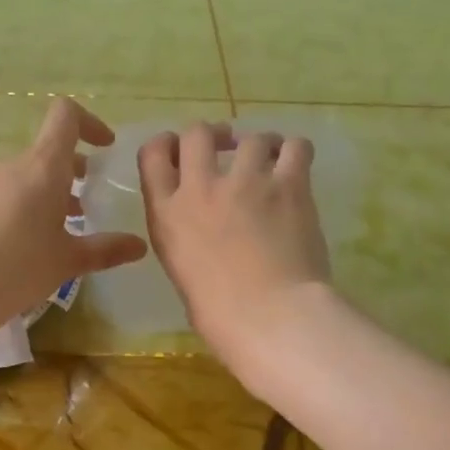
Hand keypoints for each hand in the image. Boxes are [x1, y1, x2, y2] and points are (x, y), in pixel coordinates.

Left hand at [0, 98, 147, 327]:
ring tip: (65, 230)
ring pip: (28, 175)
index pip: (66, 116)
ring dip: (51, 192)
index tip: (106, 148)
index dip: (90, 123)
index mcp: (43, 166)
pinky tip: (31, 245)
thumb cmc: (18, 268)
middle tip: (90, 204)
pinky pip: (8, 193)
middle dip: (74, 170)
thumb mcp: (68, 261)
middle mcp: (13, 165)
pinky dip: (27, 206)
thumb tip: (140, 246)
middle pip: (49, 150)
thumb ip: (106, 249)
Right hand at [138, 122, 331, 366]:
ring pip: (250, 138)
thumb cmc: (219, 314)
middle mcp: (201, 187)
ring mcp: (246, 182)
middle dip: (212, 135)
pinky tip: (296, 164)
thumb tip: (207, 231)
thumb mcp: (181, 270)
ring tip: (270, 159)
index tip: (181, 149)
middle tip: (227, 146)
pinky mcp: (289, 185)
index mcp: (167, 213)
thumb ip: (186, 237)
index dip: (167, 144)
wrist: (269, 317)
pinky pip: (295, 147)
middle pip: (197, 132)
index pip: (153, 154)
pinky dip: (294, 150)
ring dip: (259, 145)